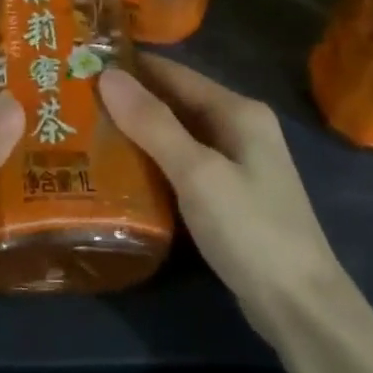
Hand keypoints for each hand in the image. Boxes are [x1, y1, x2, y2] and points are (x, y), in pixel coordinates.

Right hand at [99, 55, 341, 324]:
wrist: (301, 308)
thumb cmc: (250, 230)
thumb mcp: (197, 172)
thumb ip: (152, 123)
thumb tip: (107, 75)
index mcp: (238, 111)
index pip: (173, 73)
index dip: (129, 67)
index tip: (81, 64)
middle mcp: (239, 129)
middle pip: (173, 103)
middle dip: (127, 100)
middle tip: (72, 100)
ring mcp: (235, 165)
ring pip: (174, 136)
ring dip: (134, 133)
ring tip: (83, 130)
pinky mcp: (227, 196)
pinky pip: (180, 165)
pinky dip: (150, 162)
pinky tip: (116, 171)